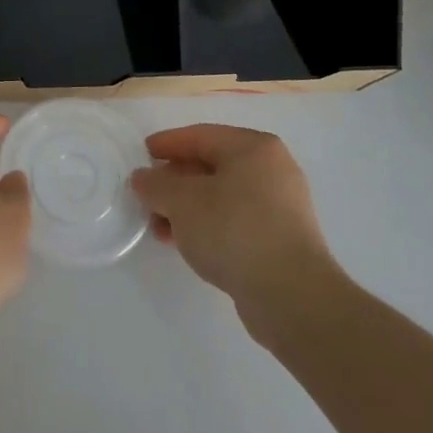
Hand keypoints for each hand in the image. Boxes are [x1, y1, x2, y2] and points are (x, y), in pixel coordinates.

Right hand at [130, 125, 342, 335]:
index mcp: (253, 147)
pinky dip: (209, 226)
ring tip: (160, 229)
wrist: (291, 296)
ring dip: (188, 208)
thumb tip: (142, 178)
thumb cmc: (233, 230)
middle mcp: (272, 169)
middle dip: (175, 182)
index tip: (141, 155)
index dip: (166, 144)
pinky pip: (236, 221)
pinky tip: (187, 244)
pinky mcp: (283, 239)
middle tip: (147, 196)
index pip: (200, 136)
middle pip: (211, 166)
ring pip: (222, 196)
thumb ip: (155, 184)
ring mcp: (282, 206)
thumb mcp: (181, 202)